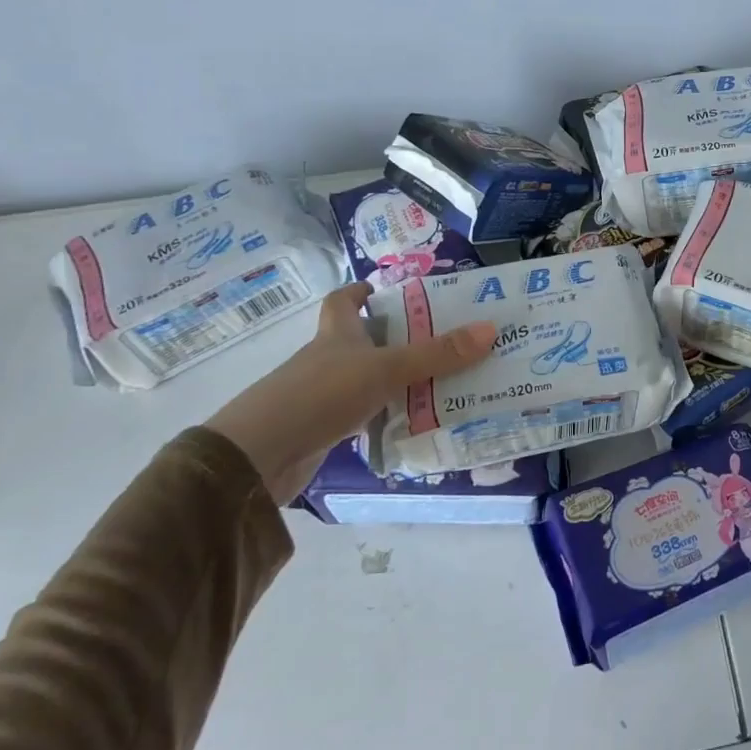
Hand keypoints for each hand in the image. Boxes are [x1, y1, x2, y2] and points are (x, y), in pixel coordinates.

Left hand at [206, 283, 496, 504]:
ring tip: (439, 380)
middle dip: (394, 337)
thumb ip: (437, 354)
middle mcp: (327, 359)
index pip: (343, 301)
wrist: (260, 457)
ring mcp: (322, 395)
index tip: (387, 291)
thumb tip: (490, 329)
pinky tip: (411, 422)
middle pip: (359, 340)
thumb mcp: (387, 369)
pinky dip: (384, 414)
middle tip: (438, 338)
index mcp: (336, 334)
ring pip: (364, 378)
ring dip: (394, 378)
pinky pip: (362, 414)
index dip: (362, 293)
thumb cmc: (321, 395)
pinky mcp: (322, 429)